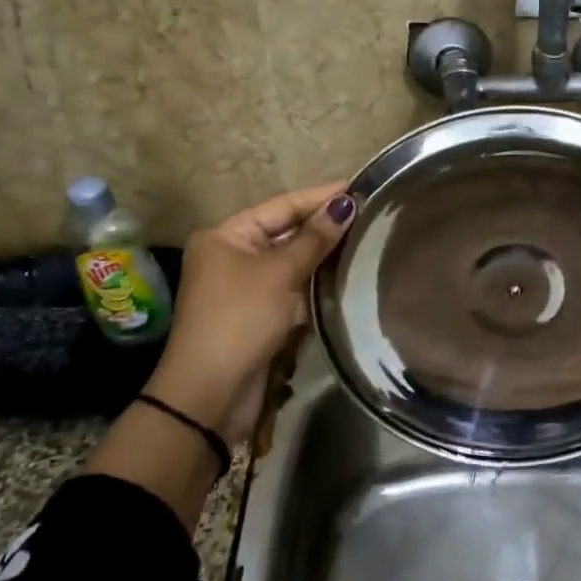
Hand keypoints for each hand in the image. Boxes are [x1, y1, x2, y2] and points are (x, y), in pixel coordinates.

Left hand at [146, 182, 354, 444]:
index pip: (281, 206)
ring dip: (322, 255)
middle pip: (286, 232)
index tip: (358, 187)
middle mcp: (232, 256)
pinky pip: (292, 288)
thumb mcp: (279, 273)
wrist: (211, 392)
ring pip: (291, 262)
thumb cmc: (240, 319)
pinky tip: (345, 275)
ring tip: (365, 240)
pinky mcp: (258, 315)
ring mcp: (245, 287)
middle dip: (324, 226)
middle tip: (368, 214)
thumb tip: (345, 204)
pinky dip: (315, 283)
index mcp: (226, 236)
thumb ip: (314, 239)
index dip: (319, 197)